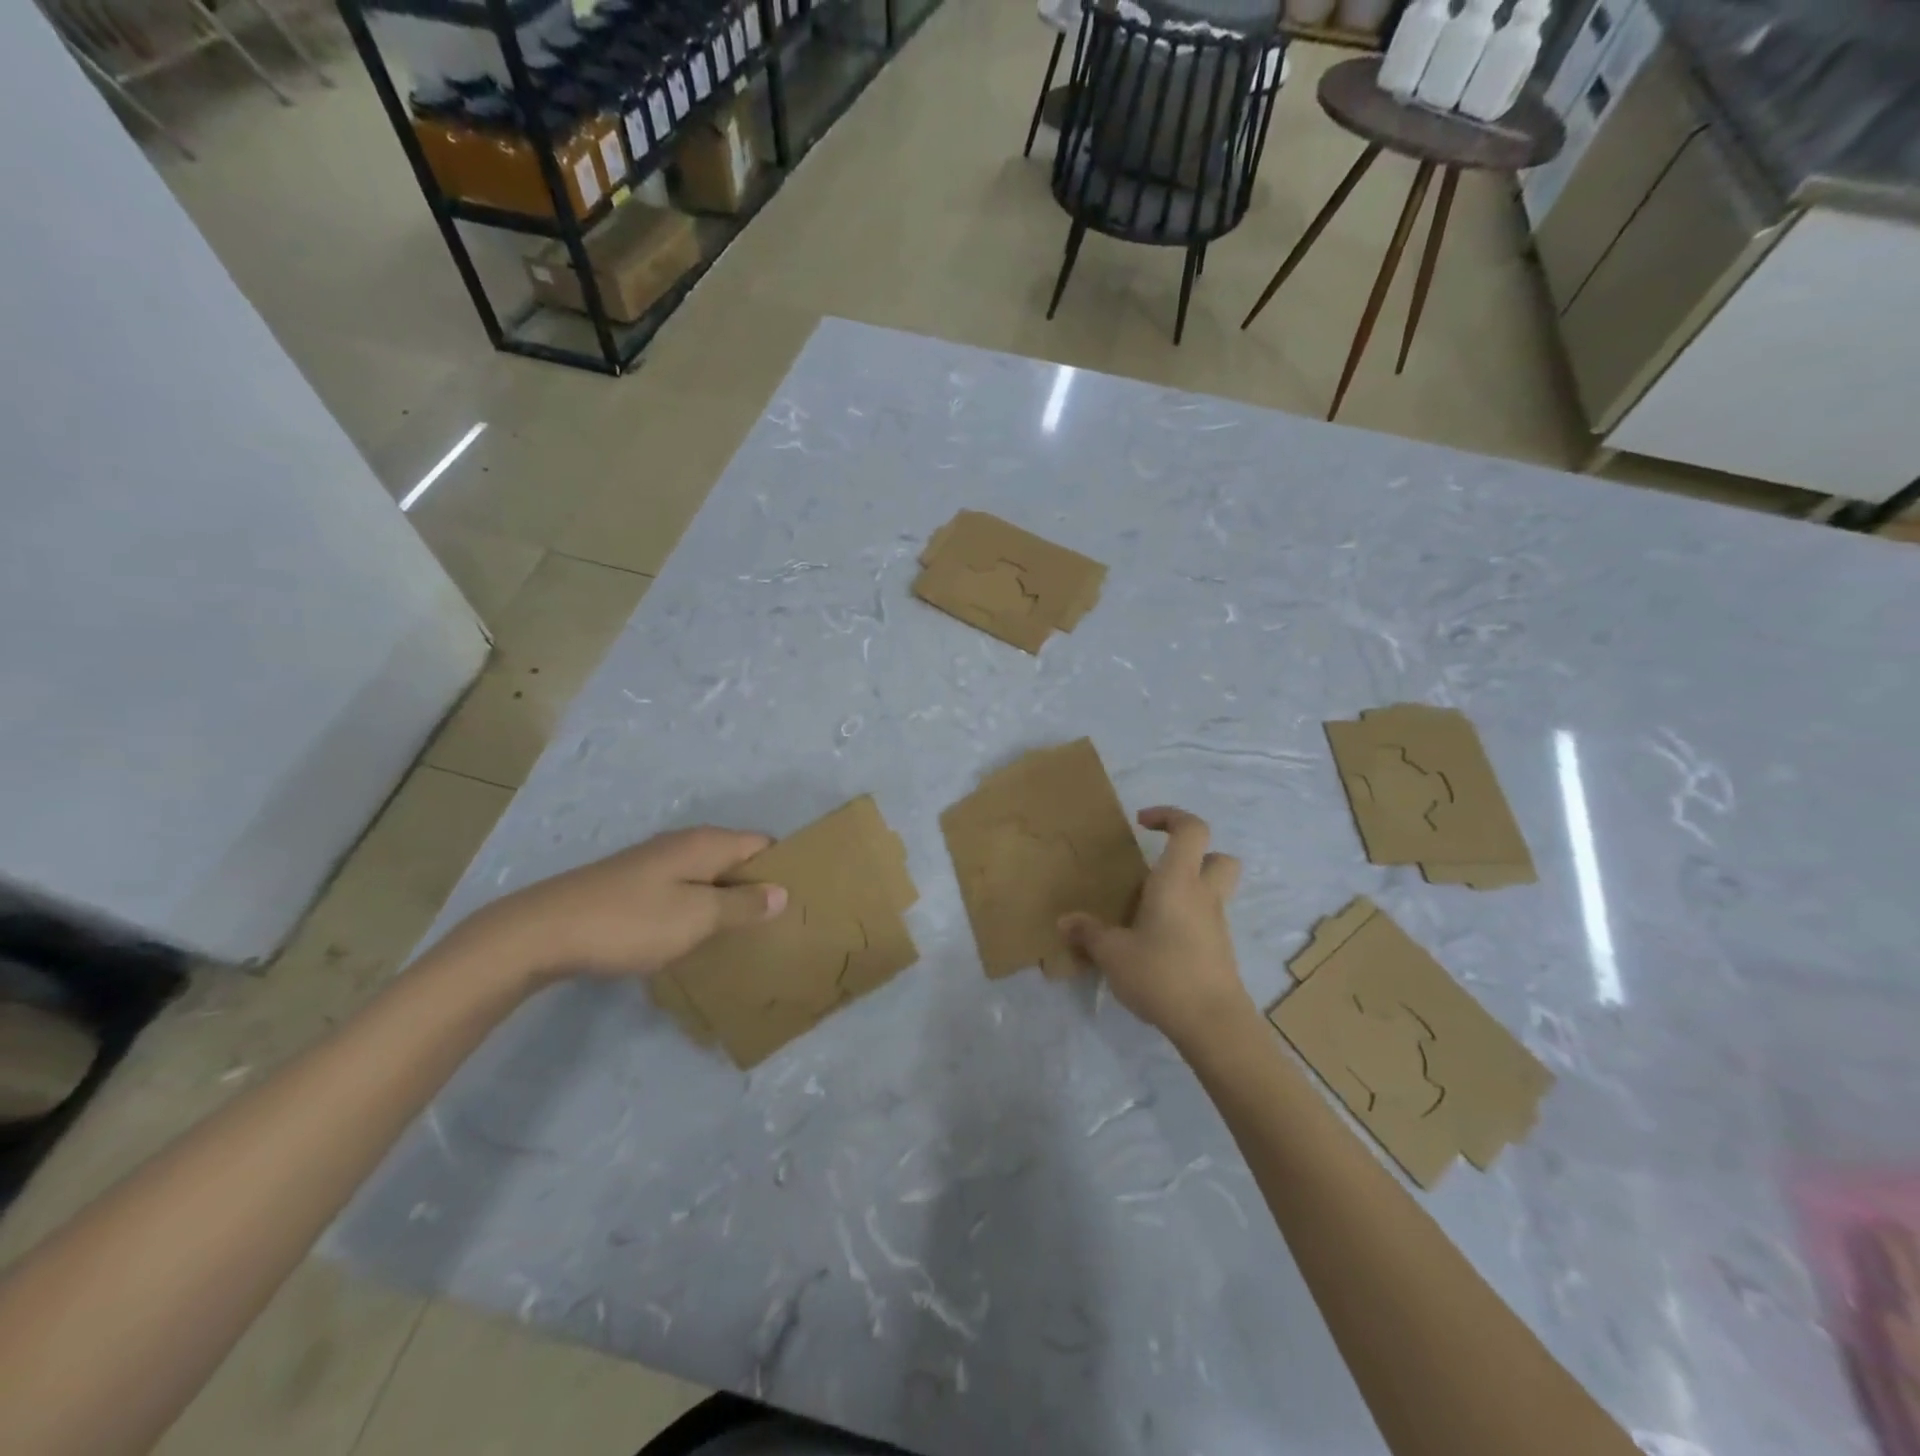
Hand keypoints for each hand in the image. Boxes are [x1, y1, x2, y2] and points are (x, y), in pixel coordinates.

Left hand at [458, 827, 787, 984]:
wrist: (543, 932)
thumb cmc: (630, 921)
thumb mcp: (696, 916)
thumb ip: (742, 903)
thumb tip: (782, 892)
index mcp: (707, 844)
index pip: (763, 844)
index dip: (785, 867)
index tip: (804, 900)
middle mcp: (686, 844)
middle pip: (738, 858)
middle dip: (760, 886)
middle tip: (781, 924)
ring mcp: (658, 863)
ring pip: (711, 875)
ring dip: (730, 899)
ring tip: (748, 934)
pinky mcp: (637, 884)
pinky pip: (687, 889)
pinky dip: (702, 907)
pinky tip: (701, 935)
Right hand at [1059, 807, 1252, 1048]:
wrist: (1212, 1024)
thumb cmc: (1162, 973)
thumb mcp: (1113, 953)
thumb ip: (1089, 933)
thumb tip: (1065, 921)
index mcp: (1178, 881)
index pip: (1192, 829)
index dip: (1170, 816)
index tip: (1142, 824)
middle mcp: (1203, 895)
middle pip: (1218, 857)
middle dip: (1194, 853)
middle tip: (1159, 866)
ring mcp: (1216, 924)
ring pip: (1214, 890)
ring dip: (1189, 888)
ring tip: (1150, 907)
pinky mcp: (1219, 950)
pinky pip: (1206, 919)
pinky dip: (1187, 918)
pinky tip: (1158, 941)